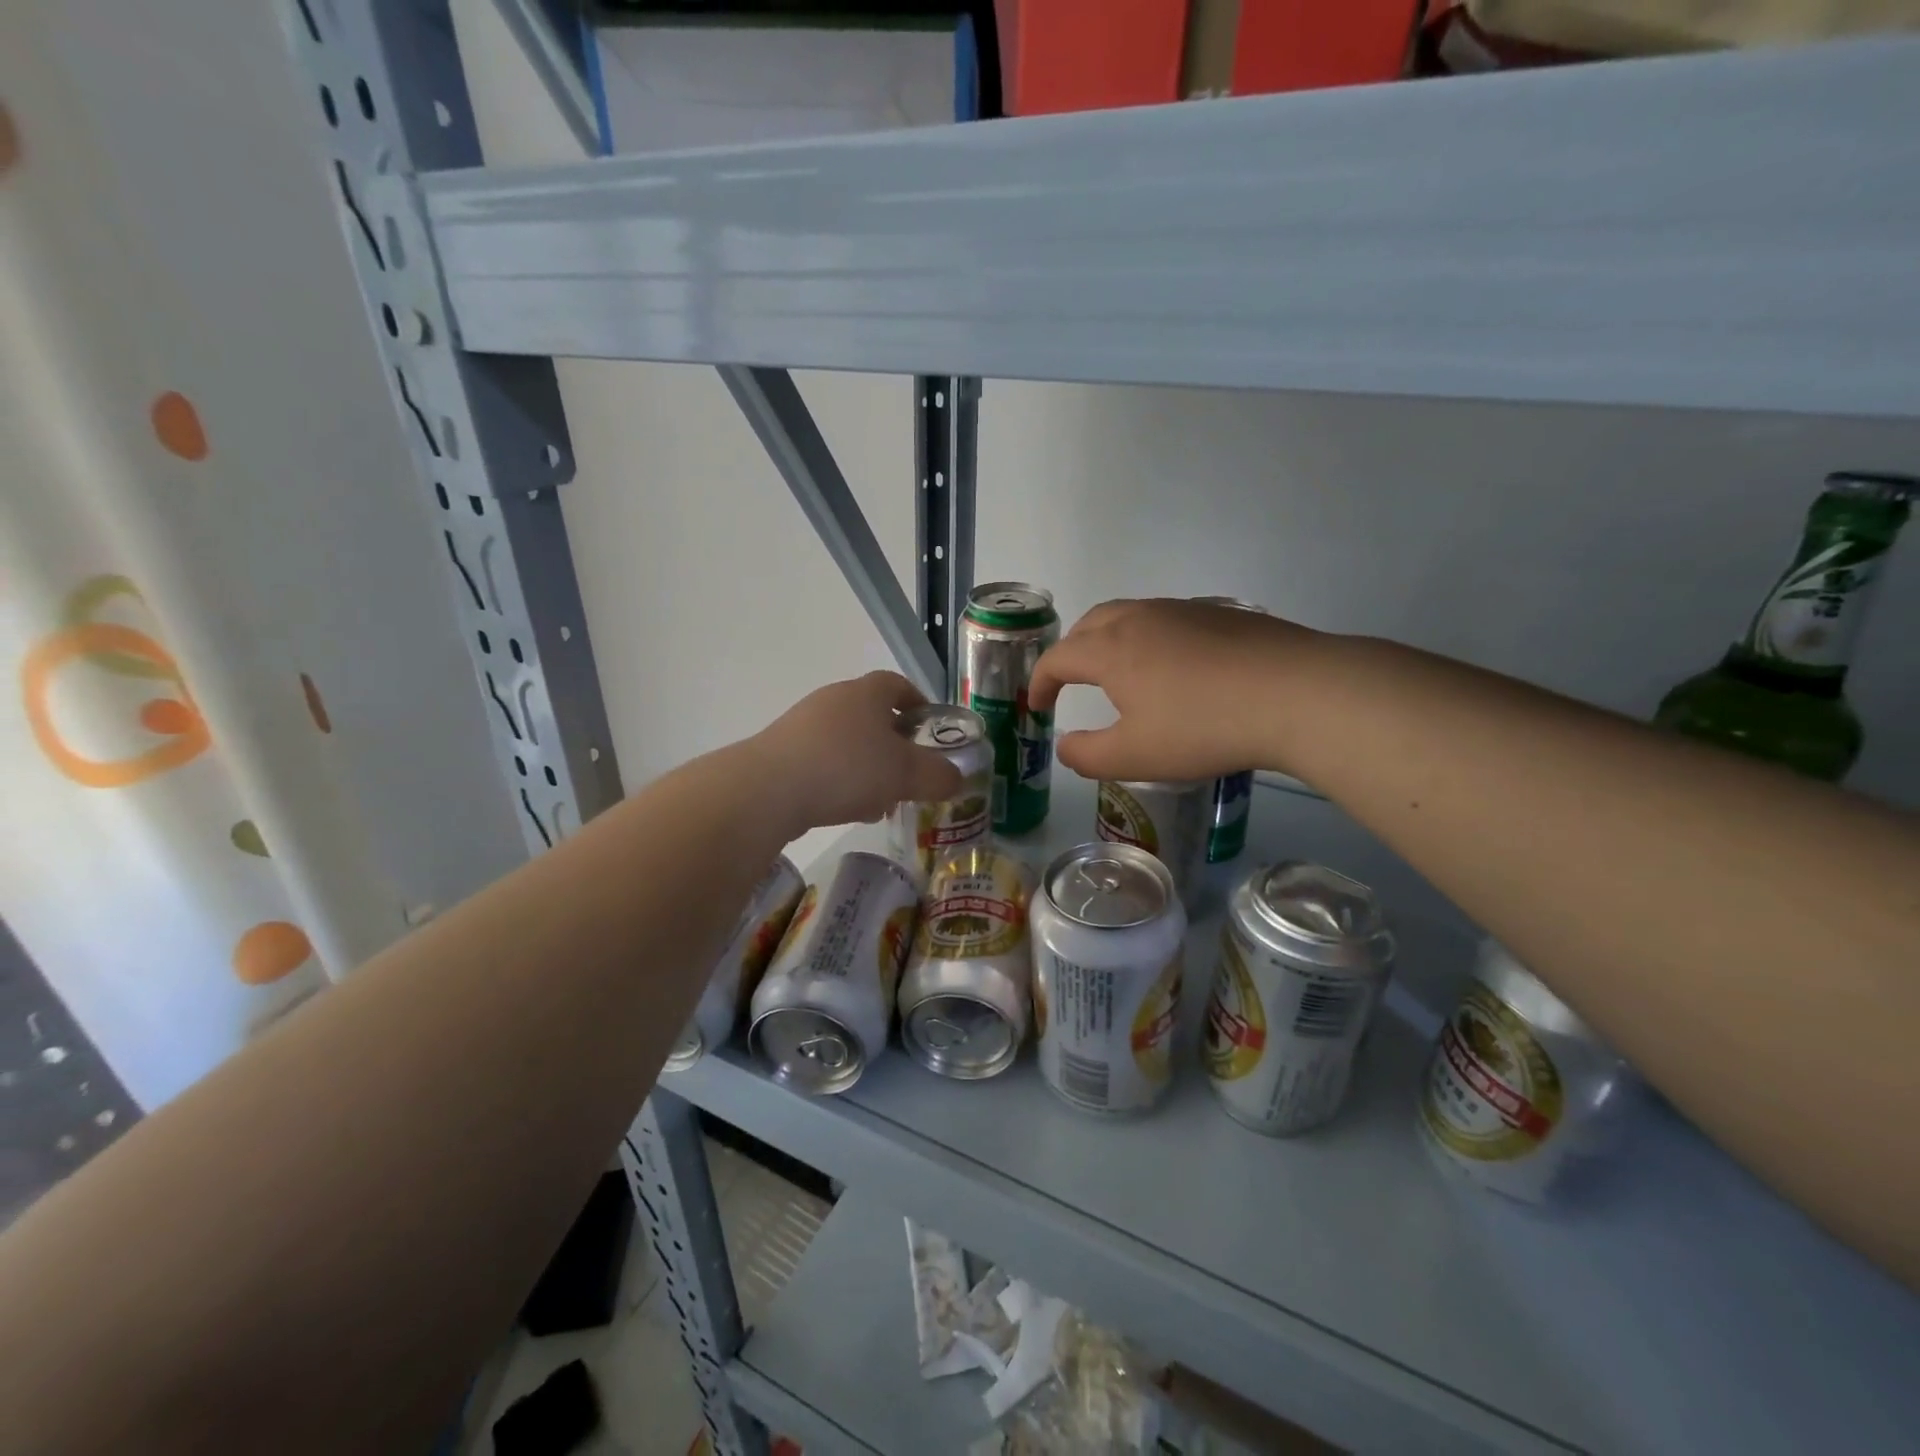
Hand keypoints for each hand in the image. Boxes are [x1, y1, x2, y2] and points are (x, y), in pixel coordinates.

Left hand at [749, 671, 963, 830]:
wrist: (768, 789)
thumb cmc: (847, 768)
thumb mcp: (905, 774)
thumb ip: (937, 775)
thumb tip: (956, 778)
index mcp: (866, 694)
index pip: (897, 685)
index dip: (918, 703)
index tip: (931, 728)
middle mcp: (833, 701)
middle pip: (873, 716)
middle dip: (895, 746)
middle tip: (910, 774)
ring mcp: (803, 726)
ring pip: (848, 743)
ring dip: (868, 768)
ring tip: (881, 802)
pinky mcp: (782, 754)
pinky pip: (824, 763)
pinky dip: (841, 781)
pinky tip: (847, 810)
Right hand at [1029, 599, 1318, 782]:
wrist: (1296, 693)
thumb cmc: (1202, 728)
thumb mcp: (1134, 756)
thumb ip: (1087, 755)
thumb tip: (1065, 745)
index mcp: (1111, 649)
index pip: (1058, 657)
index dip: (1040, 682)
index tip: (1038, 706)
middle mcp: (1141, 618)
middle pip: (1090, 624)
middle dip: (1072, 652)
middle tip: (1072, 681)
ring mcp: (1185, 610)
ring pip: (1131, 615)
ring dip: (1111, 640)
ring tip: (1121, 672)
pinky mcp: (1223, 614)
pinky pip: (1169, 619)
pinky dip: (1152, 638)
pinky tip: (1176, 667)